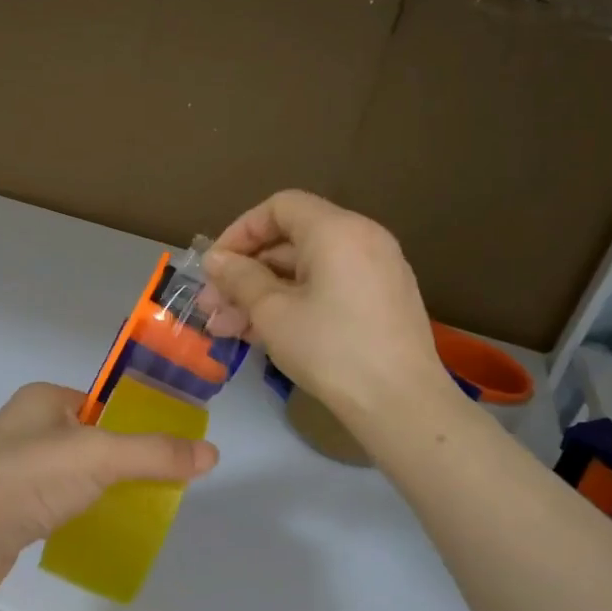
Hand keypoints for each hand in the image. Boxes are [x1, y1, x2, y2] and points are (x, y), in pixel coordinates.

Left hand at [0, 383, 217, 599]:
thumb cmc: (31, 478)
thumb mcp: (101, 456)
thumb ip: (156, 453)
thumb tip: (212, 454)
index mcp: (43, 398)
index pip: (101, 402)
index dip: (134, 421)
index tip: (167, 448)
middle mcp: (26, 426)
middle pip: (90, 437)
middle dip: (123, 459)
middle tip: (159, 483)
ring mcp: (14, 467)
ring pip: (74, 471)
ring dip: (101, 487)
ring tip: (136, 506)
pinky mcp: (10, 506)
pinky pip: (56, 500)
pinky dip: (79, 509)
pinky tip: (96, 526)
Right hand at [198, 190, 449, 421]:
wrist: (400, 403)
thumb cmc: (330, 349)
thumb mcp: (273, 313)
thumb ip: (240, 279)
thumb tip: (215, 260)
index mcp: (337, 230)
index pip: (279, 207)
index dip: (240, 232)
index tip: (215, 267)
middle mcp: (362, 239)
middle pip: (291, 241)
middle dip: (245, 273)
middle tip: (211, 307)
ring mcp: (375, 271)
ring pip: (305, 271)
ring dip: (262, 295)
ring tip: (225, 329)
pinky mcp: (380, 302)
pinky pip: (327, 288)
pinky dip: (293, 303)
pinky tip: (261, 334)